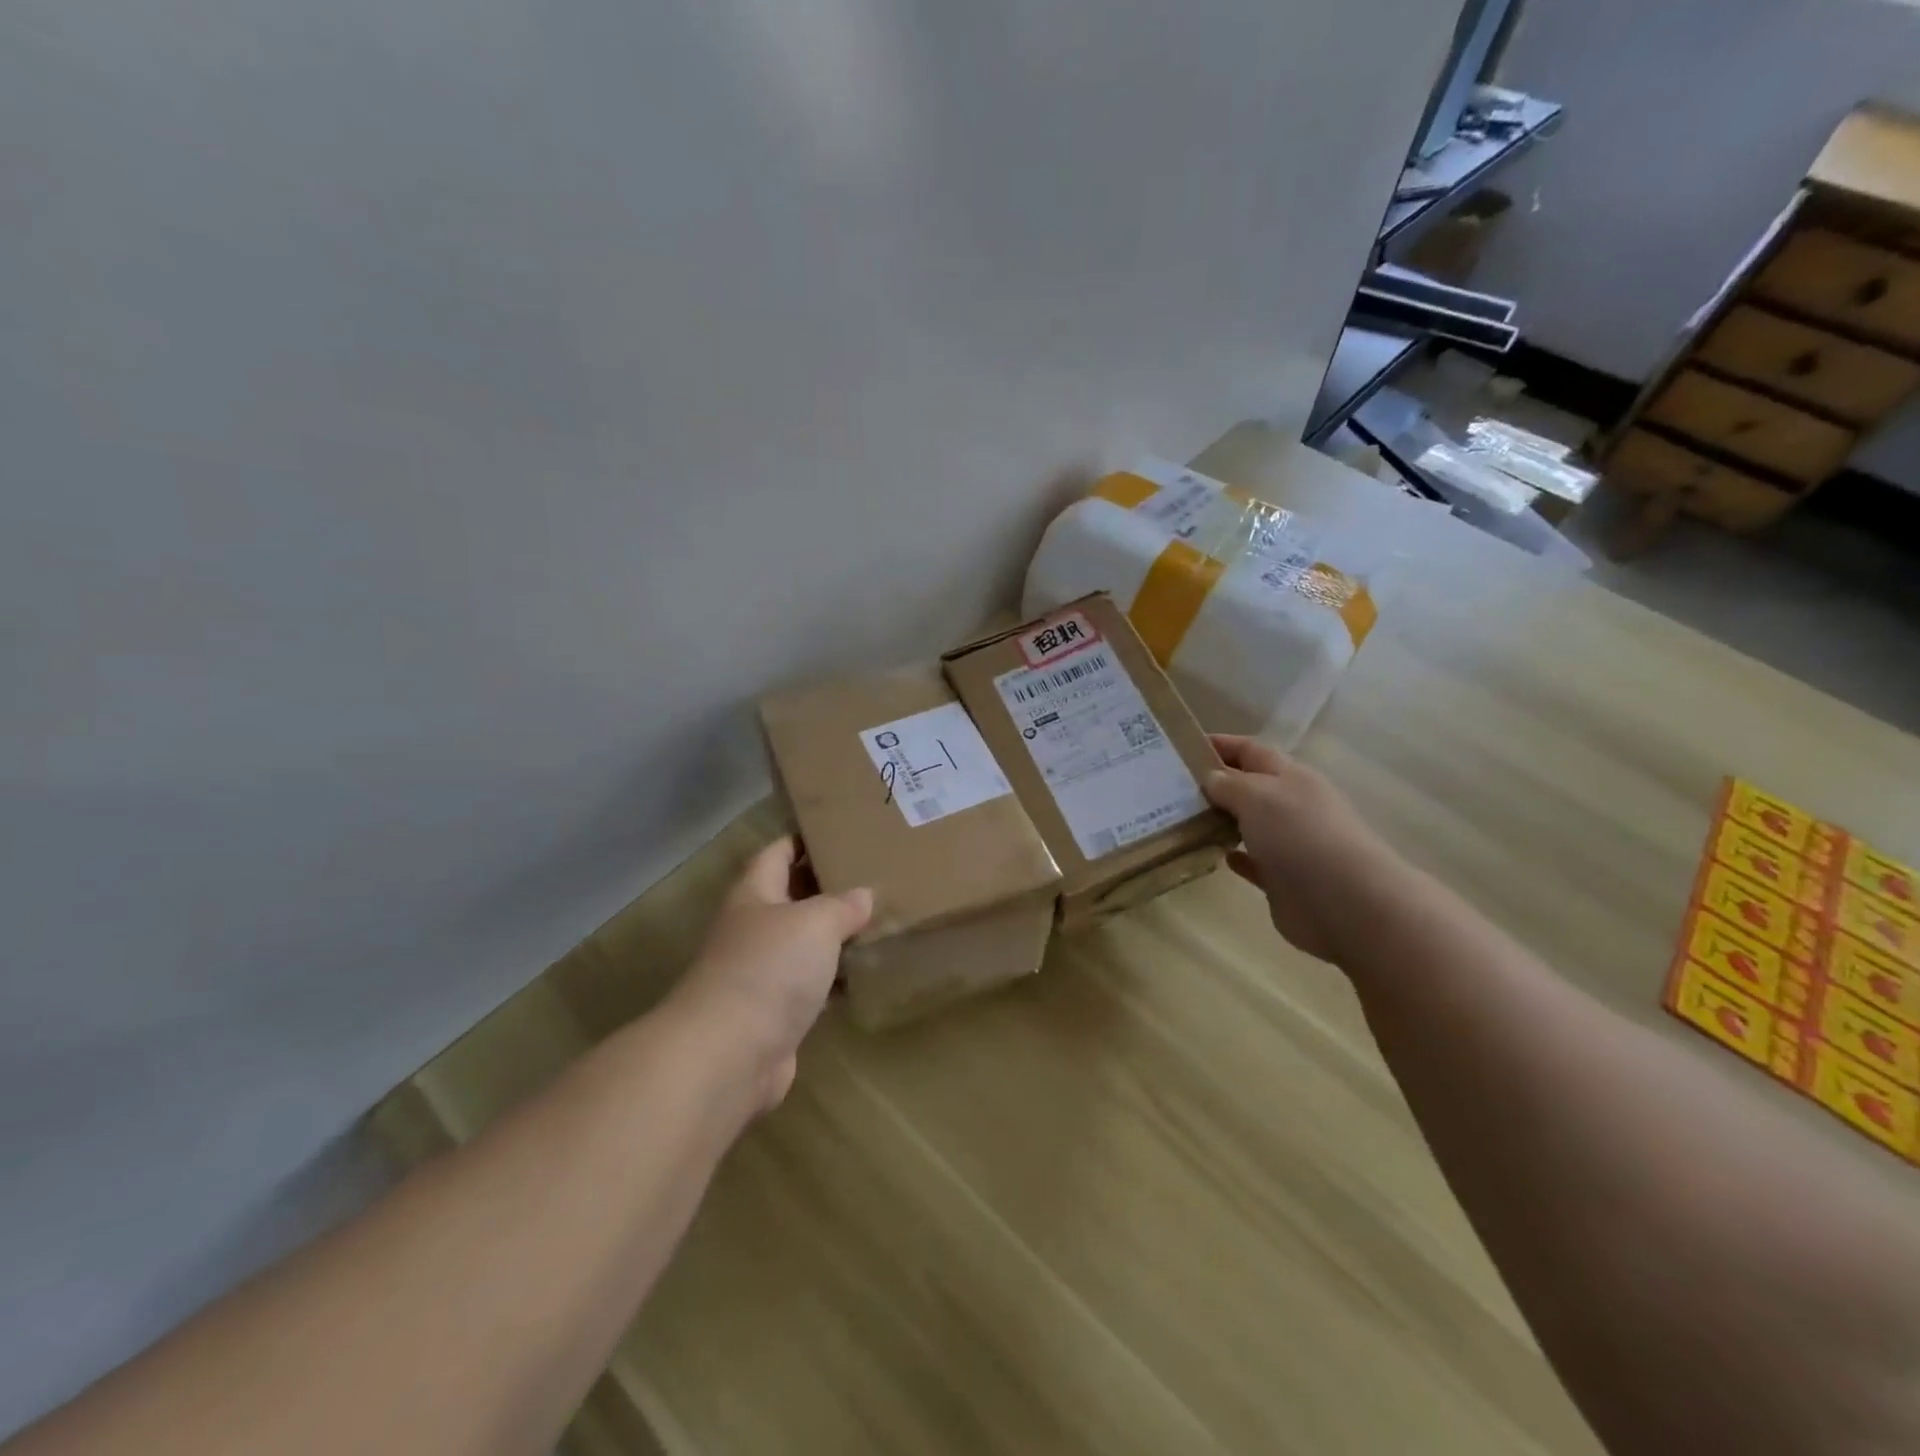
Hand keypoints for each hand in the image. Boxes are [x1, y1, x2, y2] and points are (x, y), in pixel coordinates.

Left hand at [669, 837, 871, 1111]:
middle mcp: (752, 930)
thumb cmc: (768, 969)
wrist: (729, 1055)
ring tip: (878, 922)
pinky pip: (810, 987)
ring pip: (803, 945)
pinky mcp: (774, 1015)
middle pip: (790, 899)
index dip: (801, 840)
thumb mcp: (815, 922)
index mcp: (754, 895)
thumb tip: (863, 895)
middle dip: (826, 888)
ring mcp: (760, 975)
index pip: (776, 854)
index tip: (837, 833)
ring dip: (834, 937)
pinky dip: (834, 980)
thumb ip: (842, 905)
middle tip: (871, 876)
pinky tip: (866, 975)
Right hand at [1203, 734, 1409, 966]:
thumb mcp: (1258, 795)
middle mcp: (1291, 806)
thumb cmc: (1299, 835)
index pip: (1251, 750)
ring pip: (1248, 824)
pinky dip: (1234, 856)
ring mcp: (1289, 844)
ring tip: (1182, 819)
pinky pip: (1253, 862)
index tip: (1183, 746)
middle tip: (1171, 786)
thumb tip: (1211, 778)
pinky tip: (1215, 855)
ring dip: (1221, 820)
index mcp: (1290, 777)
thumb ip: (1229, 784)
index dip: (1221, 744)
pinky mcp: (1283, 880)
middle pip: (1249, 787)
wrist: (1345, 903)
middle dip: (1215, 784)